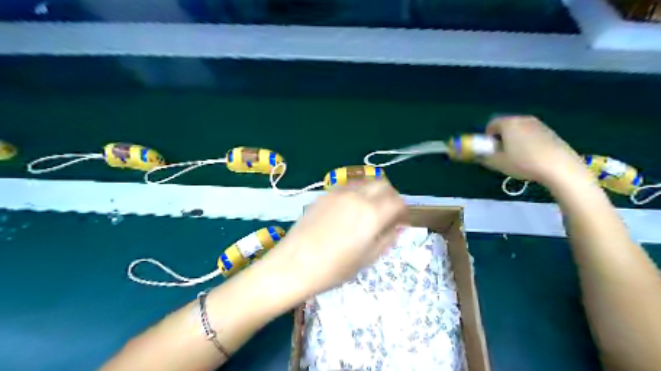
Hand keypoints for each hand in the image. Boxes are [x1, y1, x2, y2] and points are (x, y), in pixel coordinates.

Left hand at [265, 179, 405, 294]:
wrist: (294, 264)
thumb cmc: (333, 269)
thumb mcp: (367, 259)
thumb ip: (386, 239)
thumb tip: (396, 227)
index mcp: (372, 214)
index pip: (397, 201)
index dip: (403, 210)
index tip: (400, 220)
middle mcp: (357, 197)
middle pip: (383, 184)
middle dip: (390, 196)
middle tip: (387, 212)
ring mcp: (339, 193)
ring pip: (364, 182)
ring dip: (373, 192)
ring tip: (368, 210)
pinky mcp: (324, 195)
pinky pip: (347, 187)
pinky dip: (356, 193)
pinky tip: (348, 210)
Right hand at [481, 114, 581, 186]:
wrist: (559, 167)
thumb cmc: (523, 162)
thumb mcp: (497, 163)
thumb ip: (484, 157)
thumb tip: (477, 155)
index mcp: (508, 123)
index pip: (491, 124)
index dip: (487, 137)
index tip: (489, 149)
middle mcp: (523, 119)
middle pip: (506, 125)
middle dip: (501, 137)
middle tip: (501, 153)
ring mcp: (539, 124)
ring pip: (520, 130)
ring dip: (514, 140)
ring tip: (517, 156)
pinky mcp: (551, 132)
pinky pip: (532, 134)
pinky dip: (527, 142)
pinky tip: (532, 157)